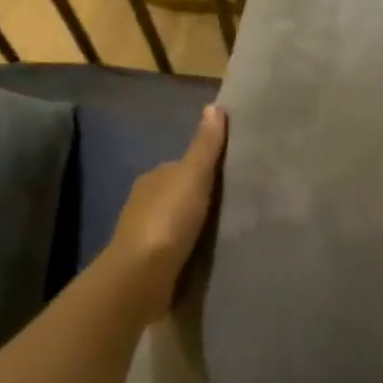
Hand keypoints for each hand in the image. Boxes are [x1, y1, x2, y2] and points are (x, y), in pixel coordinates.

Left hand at [102, 105, 226, 321]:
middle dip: (203, 198)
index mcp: (153, 179)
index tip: (234, 175)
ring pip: (179, 221)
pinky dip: (192, 246)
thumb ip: (205, 147)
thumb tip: (213, 107)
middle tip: (239, 204)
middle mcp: (145, 202)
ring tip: (231, 229)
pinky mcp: (152, 262)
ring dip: (198, 224)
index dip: (206, 168)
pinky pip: (178, 247)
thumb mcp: (193, 176)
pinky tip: (211, 252)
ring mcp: (147, 234)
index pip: (183, 166)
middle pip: (181, 194)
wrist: (143, 276)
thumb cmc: (168, 220)